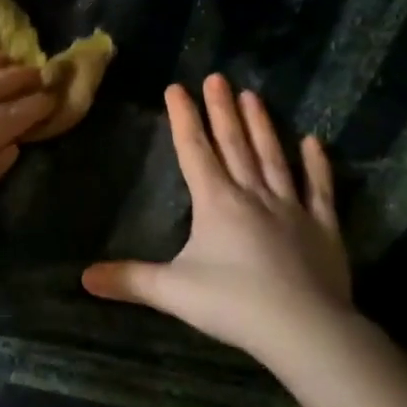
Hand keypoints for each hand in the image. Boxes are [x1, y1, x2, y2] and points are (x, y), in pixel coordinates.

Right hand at [82, 74, 352, 365]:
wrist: (305, 329)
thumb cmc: (234, 304)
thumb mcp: (172, 292)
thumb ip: (129, 280)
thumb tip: (83, 277)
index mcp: (216, 202)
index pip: (194, 151)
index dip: (183, 118)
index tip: (177, 87)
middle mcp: (253, 195)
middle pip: (234, 144)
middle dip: (222, 110)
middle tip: (217, 77)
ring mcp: (292, 208)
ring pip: (272, 157)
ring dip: (261, 126)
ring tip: (252, 95)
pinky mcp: (323, 228)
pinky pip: (319, 189)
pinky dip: (316, 165)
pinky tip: (313, 142)